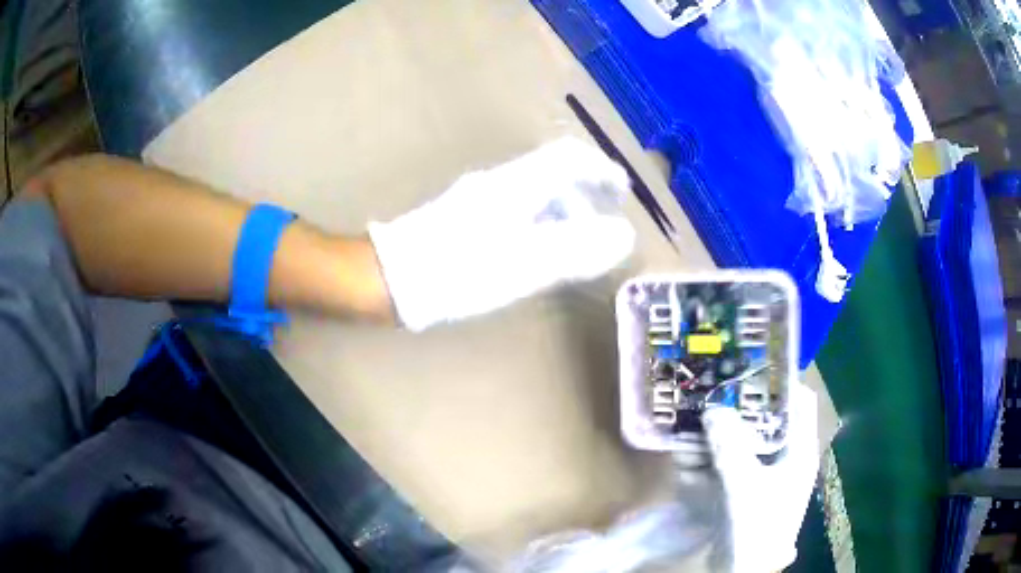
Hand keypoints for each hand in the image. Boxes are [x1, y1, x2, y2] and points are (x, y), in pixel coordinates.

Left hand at [369, 136, 635, 331]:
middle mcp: (499, 182)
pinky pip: (517, 208)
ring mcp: (479, 198)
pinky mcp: (465, 217)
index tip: (622, 191)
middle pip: (553, 172)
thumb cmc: (459, 270)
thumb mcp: (525, 264)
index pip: (568, 157)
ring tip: (576, 244)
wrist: (392, 279)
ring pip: (534, 191)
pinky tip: (538, 250)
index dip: (600, 169)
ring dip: (563, 210)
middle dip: (585, 193)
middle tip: (603, 224)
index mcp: (517, 184)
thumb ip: (576, 249)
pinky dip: (541, 222)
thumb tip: (622, 236)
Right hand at [702, 383, 819, 572]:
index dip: (779, 383)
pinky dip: (704, 455)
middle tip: (711, 389)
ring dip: (715, 432)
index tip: (748, 368)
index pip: (799, 403)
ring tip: (690, 417)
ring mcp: (758, 474)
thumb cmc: (757, 526)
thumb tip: (713, 409)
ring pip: (739, 440)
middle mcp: (782, 457)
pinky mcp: (738, 488)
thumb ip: (730, 447)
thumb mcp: (746, 485)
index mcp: (798, 451)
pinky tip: (684, 451)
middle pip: (764, 419)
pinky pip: (722, 462)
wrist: (741, 571)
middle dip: (737, 406)